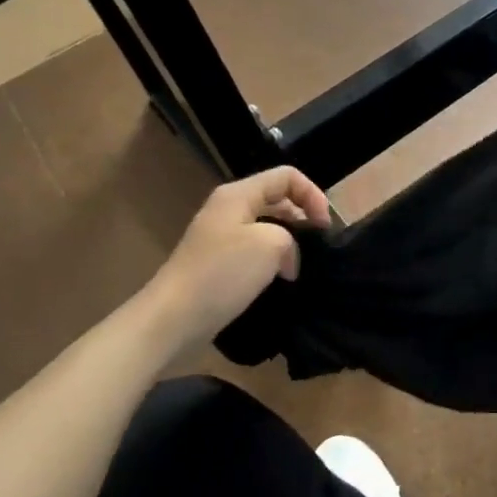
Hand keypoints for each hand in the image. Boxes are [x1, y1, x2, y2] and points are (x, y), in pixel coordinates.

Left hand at [156, 166, 330, 335]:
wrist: (172, 319)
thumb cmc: (222, 274)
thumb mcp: (270, 244)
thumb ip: (291, 237)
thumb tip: (286, 256)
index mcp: (238, 194)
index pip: (287, 177)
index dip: (313, 195)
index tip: (325, 227)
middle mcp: (228, 209)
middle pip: (277, 199)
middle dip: (303, 218)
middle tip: (319, 247)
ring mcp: (220, 237)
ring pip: (267, 227)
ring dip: (289, 243)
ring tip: (302, 266)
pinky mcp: (217, 263)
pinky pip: (254, 251)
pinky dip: (272, 261)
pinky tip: (280, 281)